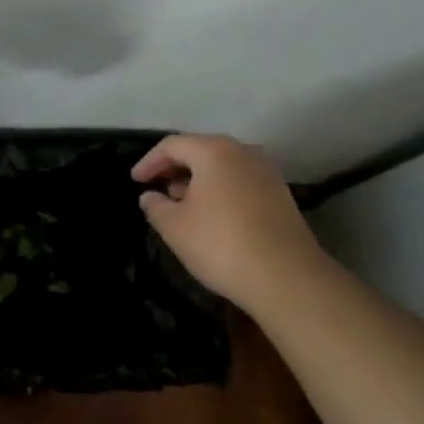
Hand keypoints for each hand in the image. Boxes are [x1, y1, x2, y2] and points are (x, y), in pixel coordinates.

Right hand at [132, 133, 325, 309]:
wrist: (287, 278)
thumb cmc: (221, 244)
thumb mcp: (175, 227)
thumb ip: (156, 207)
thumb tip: (149, 197)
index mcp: (214, 151)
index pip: (172, 145)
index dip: (149, 162)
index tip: (136, 181)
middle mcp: (243, 152)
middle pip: (200, 151)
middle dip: (175, 168)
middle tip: (156, 189)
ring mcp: (267, 172)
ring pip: (223, 166)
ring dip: (198, 180)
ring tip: (181, 204)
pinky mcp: (281, 195)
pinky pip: (240, 181)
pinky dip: (220, 190)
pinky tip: (211, 215)